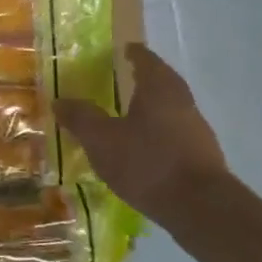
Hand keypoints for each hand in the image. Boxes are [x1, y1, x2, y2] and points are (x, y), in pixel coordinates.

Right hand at [56, 44, 227, 219]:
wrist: (200, 209)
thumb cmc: (147, 162)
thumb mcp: (101, 139)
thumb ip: (80, 117)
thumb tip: (60, 100)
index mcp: (159, 87)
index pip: (145, 59)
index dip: (131, 53)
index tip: (119, 52)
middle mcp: (182, 101)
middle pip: (161, 82)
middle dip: (141, 80)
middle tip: (118, 81)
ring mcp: (196, 130)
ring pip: (169, 109)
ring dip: (149, 108)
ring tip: (125, 116)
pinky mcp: (201, 157)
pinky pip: (174, 134)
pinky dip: (157, 134)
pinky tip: (141, 150)